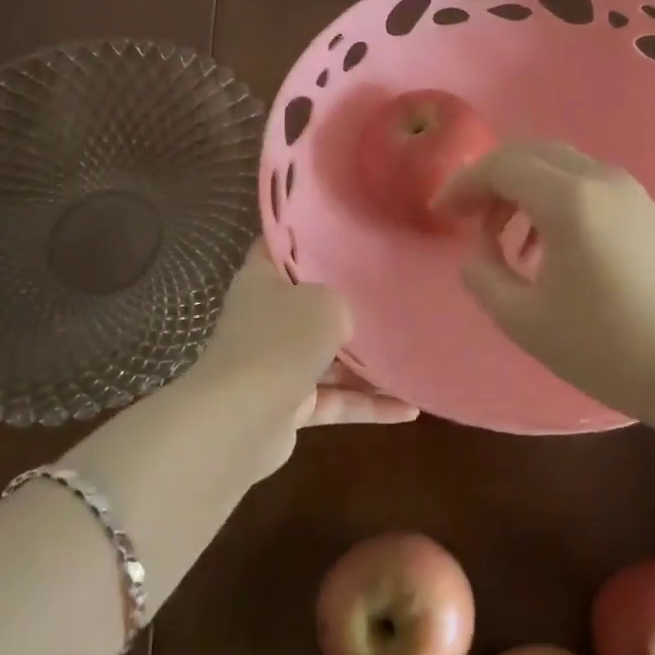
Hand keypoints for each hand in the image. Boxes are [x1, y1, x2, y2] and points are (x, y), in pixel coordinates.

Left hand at [196, 245, 416, 477]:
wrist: (241, 420)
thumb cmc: (281, 340)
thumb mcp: (324, 302)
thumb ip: (340, 302)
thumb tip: (344, 322)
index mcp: (262, 280)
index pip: (281, 247)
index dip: (308, 238)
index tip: (346, 234)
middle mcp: (265, 318)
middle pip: (310, 305)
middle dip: (348, 306)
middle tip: (393, 296)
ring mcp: (275, 364)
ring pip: (328, 358)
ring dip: (368, 366)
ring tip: (413, 360)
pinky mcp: (289, 406)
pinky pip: (335, 400)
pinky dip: (367, 405)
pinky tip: (409, 410)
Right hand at [438, 141, 654, 423]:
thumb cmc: (610, 348)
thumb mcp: (526, 321)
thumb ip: (484, 278)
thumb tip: (478, 254)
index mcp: (568, 199)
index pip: (500, 166)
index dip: (462, 185)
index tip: (441, 213)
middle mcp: (600, 178)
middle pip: (529, 153)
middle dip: (490, 180)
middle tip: (469, 219)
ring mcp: (630, 190)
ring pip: (559, 165)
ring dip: (522, 189)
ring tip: (506, 240)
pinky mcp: (648, 208)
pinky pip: (585, 183)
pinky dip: (553, 198)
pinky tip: (549, 246)